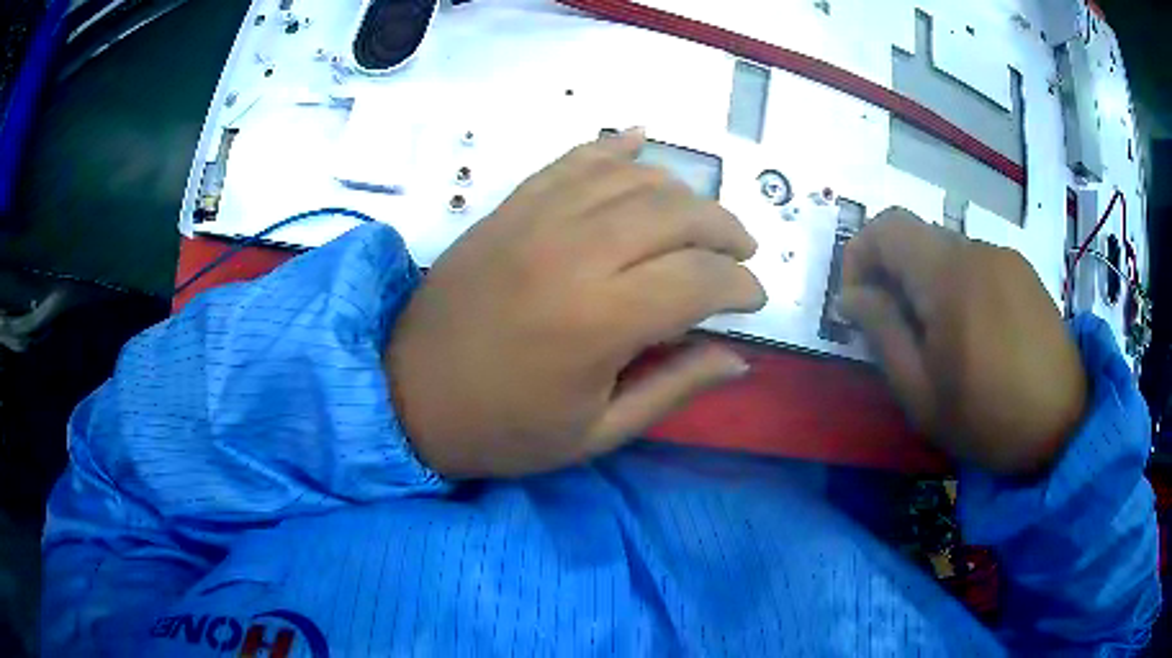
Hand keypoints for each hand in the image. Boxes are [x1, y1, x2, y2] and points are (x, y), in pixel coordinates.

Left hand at [387, 129, 765, 477]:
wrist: (407, 396)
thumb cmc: (503, 429)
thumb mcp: (597, 433)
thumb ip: (675, 387)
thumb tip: (740, 357)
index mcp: (599, 321)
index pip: (700, 278)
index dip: (741, 286)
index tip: (755, 300)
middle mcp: (574, 253)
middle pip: (677, 214)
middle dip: (726, 230)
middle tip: (741, 254)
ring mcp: (537, 219)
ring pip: (634, 178)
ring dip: (683, 192)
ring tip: (702, 219)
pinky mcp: (510, 207)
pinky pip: (573, 160)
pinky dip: (614, 147)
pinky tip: (641, 141)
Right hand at [840, 208, 1087, 474]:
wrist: (1064, 424)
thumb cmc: (988, 418)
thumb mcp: (921, 393)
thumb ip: (882, 333)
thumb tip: (851, 296)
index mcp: (948, 275)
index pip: (885, 227)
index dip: (859, 255)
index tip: (859, 303)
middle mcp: (977, 249)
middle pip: (916, 237)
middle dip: (894, 274)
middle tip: (898, 331)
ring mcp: (1005, 257)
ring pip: (947, 251)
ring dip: (928, 283)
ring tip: (941, 339)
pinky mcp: (1023, 271)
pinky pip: (976, 263)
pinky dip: (959, 285)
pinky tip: (976, 334)